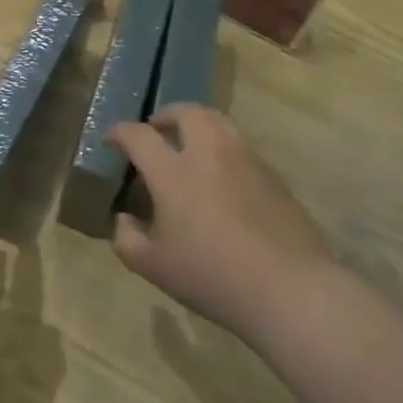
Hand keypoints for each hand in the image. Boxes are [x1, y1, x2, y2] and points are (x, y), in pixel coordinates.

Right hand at [107, 104, 333, 344]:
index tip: (112, 138)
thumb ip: (127, 239)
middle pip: (188, 112)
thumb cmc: (213, 277)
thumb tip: (123, 220)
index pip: (139, 136)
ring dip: (198, 126)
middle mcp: (210, 155)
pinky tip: (221, 182)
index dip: (120, 132)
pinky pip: (241, 149)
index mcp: (174, 173)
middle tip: (157, 130)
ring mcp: (247, 162)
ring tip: (190, 149)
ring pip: (220, 123)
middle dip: (167, 114)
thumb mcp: (154, 268)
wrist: (291, 290)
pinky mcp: (274, 177)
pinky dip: (223, 151)